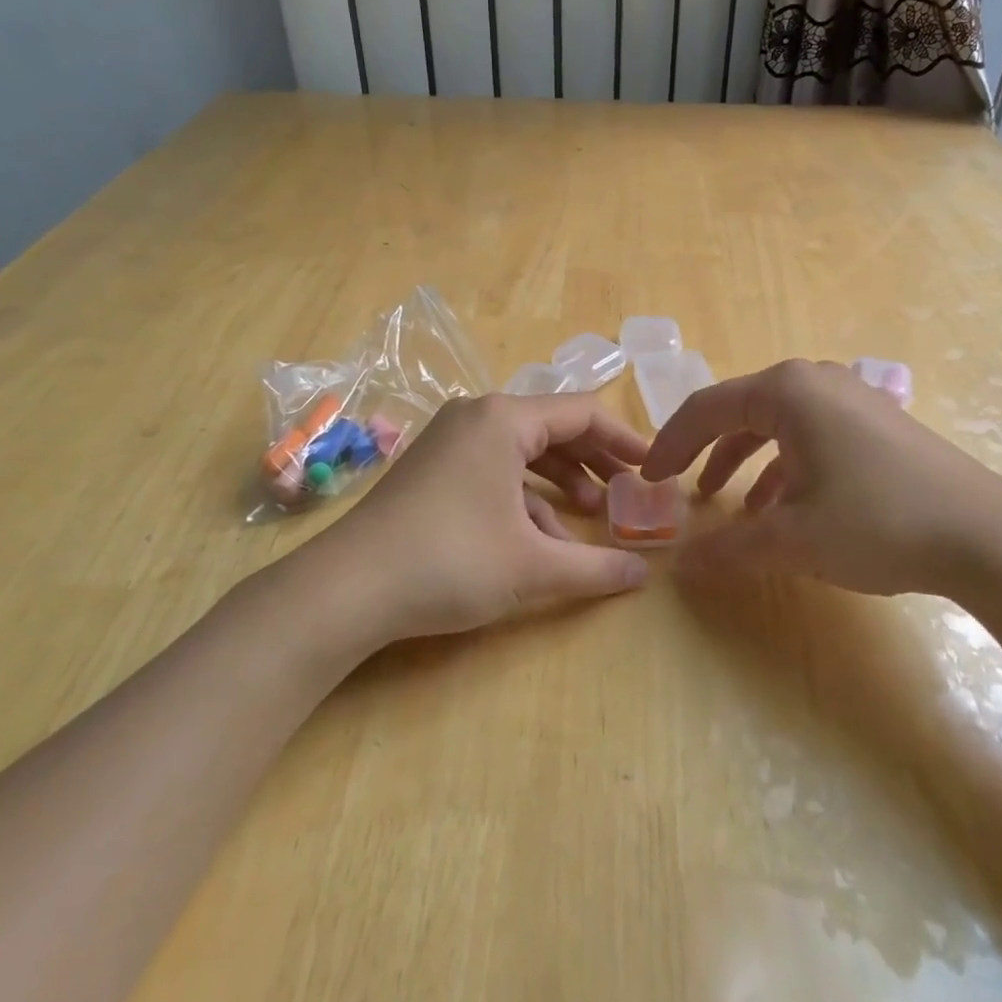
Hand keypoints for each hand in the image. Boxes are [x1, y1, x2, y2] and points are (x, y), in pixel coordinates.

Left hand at [307, 393, 651, 642]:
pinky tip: (544, 538)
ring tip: (594, 515)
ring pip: (524, 450)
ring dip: (563, 480)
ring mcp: (451, 441)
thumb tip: (643, 576)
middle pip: (554, 427)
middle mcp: (477, 417)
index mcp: (504, 419)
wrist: (346, 589)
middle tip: (631, 490)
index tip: (654, 468)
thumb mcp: (532, 567)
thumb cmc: (449, 561)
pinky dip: (526, 497)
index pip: (582, 412)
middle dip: (596, 459)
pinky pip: (495, 470)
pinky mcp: (434, 469)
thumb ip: (595, 568)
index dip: (624, 440)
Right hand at [642, 358, 1001, 596]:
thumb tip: (680, 565)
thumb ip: (729, 548)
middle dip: (705, 451)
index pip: (706, 409)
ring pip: (777, 424)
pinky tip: (783, 508)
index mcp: (786, 391)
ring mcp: (850, 398)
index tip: (648, 478)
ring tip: (728, 504)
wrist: (989, 537)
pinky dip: (785, 466)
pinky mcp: (876, 422)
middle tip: (680, 487)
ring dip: (745, 461)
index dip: (670, 444)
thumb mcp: (793, 539)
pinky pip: (811, 434)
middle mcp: (815, 381)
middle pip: (740, 410)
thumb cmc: (877, 523)